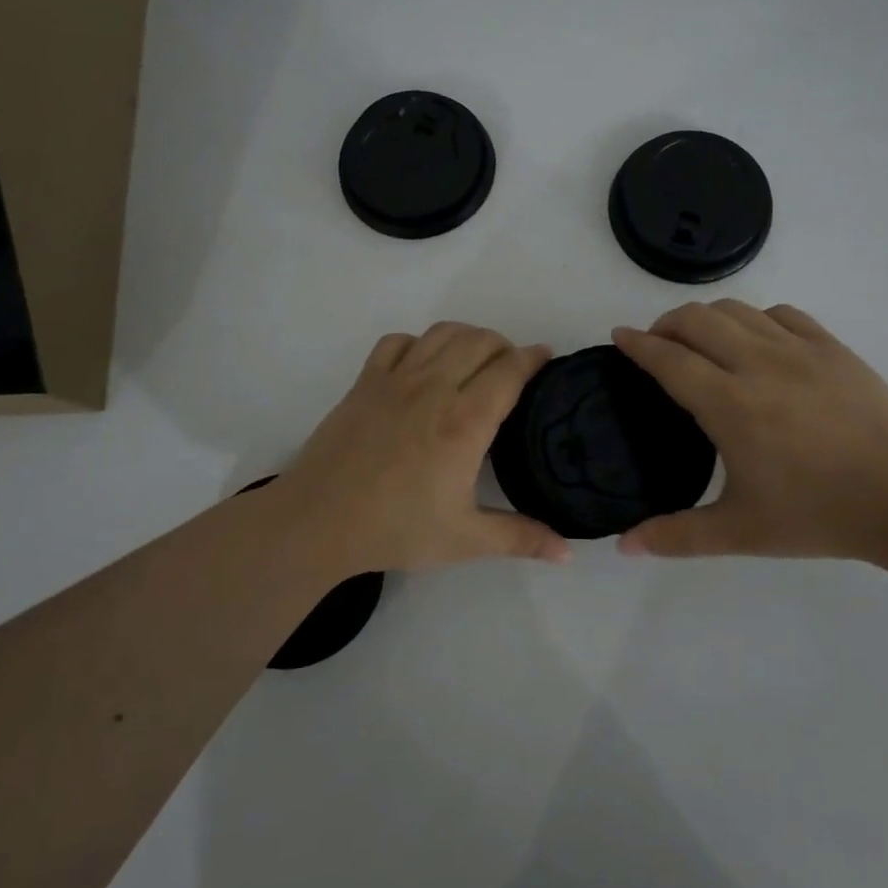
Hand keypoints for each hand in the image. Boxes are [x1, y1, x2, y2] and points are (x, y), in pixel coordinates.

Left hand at [261, 322, 571, 577]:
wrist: (319, 521)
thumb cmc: (396, 528)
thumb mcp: (466, 539)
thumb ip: (521, 539)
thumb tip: (569, 553)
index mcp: (466, 421)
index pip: (510, 370)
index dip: (533, 358)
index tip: (545, 358)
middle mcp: (435, 388)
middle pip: (480, 340)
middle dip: (504, 345)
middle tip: (512, 368)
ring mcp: (396, 379)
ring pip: (442, 333)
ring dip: (467, 337)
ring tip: (474, 358)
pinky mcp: (365, 381)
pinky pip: (397, 342)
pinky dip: (418, 343)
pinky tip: (422, 365)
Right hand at [612, 301, 887, 562]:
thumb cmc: (818, 515)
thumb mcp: (740, 533)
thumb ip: (676, 536)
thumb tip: (623, 546)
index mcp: (730, 404)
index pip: (669, 358)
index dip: (637, 344)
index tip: (619, 336)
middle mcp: (759, 364)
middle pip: (697, 320)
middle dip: (666, 323)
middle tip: (657, 344)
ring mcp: (800, 350)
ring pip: (737, 310)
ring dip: (707, 318)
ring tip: (700, 340)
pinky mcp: (833, 349)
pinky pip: (783, 315)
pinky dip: (756, 319)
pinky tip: (757, 341)